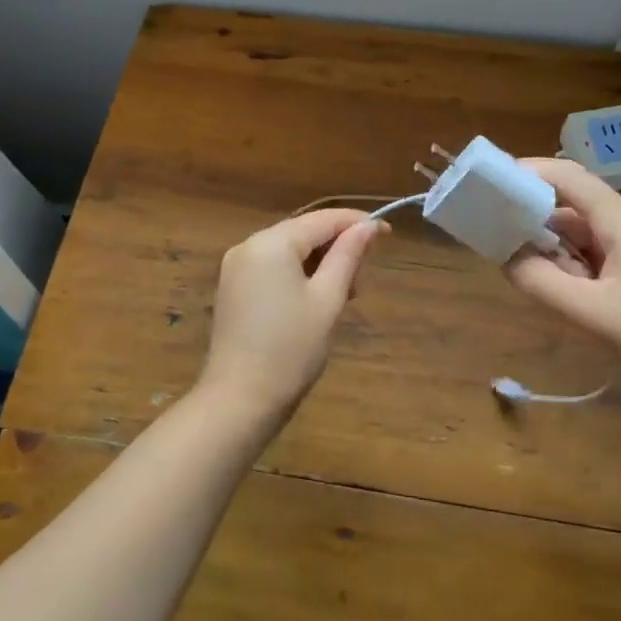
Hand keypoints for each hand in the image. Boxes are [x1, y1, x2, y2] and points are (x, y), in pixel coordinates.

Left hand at [201, 208, 388, 417]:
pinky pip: (273, 268)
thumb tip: (368, 226)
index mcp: (271, 243)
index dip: (357, 223)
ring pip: (289, 251)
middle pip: (304, 232)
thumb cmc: (291, 349)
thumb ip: (348, 256)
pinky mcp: (233, 289)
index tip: (387, 235)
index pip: (323, 219)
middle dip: (337, 248)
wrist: (240, 400)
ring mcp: (236, 268)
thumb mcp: (328, 299)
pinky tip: (315, 300)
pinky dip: (298, 275)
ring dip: (320, 264)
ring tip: (343, 295)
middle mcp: (248, 246)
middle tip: (362, 281)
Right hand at [505, 158, 620, 393]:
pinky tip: (560, 295)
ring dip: (551, 250)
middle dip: (530, 218)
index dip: (526, 172)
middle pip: (570, 206)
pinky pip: (597, 260)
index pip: (567, 176)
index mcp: (619, 221)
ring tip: (520, 272)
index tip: (489, 186)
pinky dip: (571, 270)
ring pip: (582, 237)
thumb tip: (506, 258)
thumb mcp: (595, 314)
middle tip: (492, 238)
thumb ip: (543, 284)